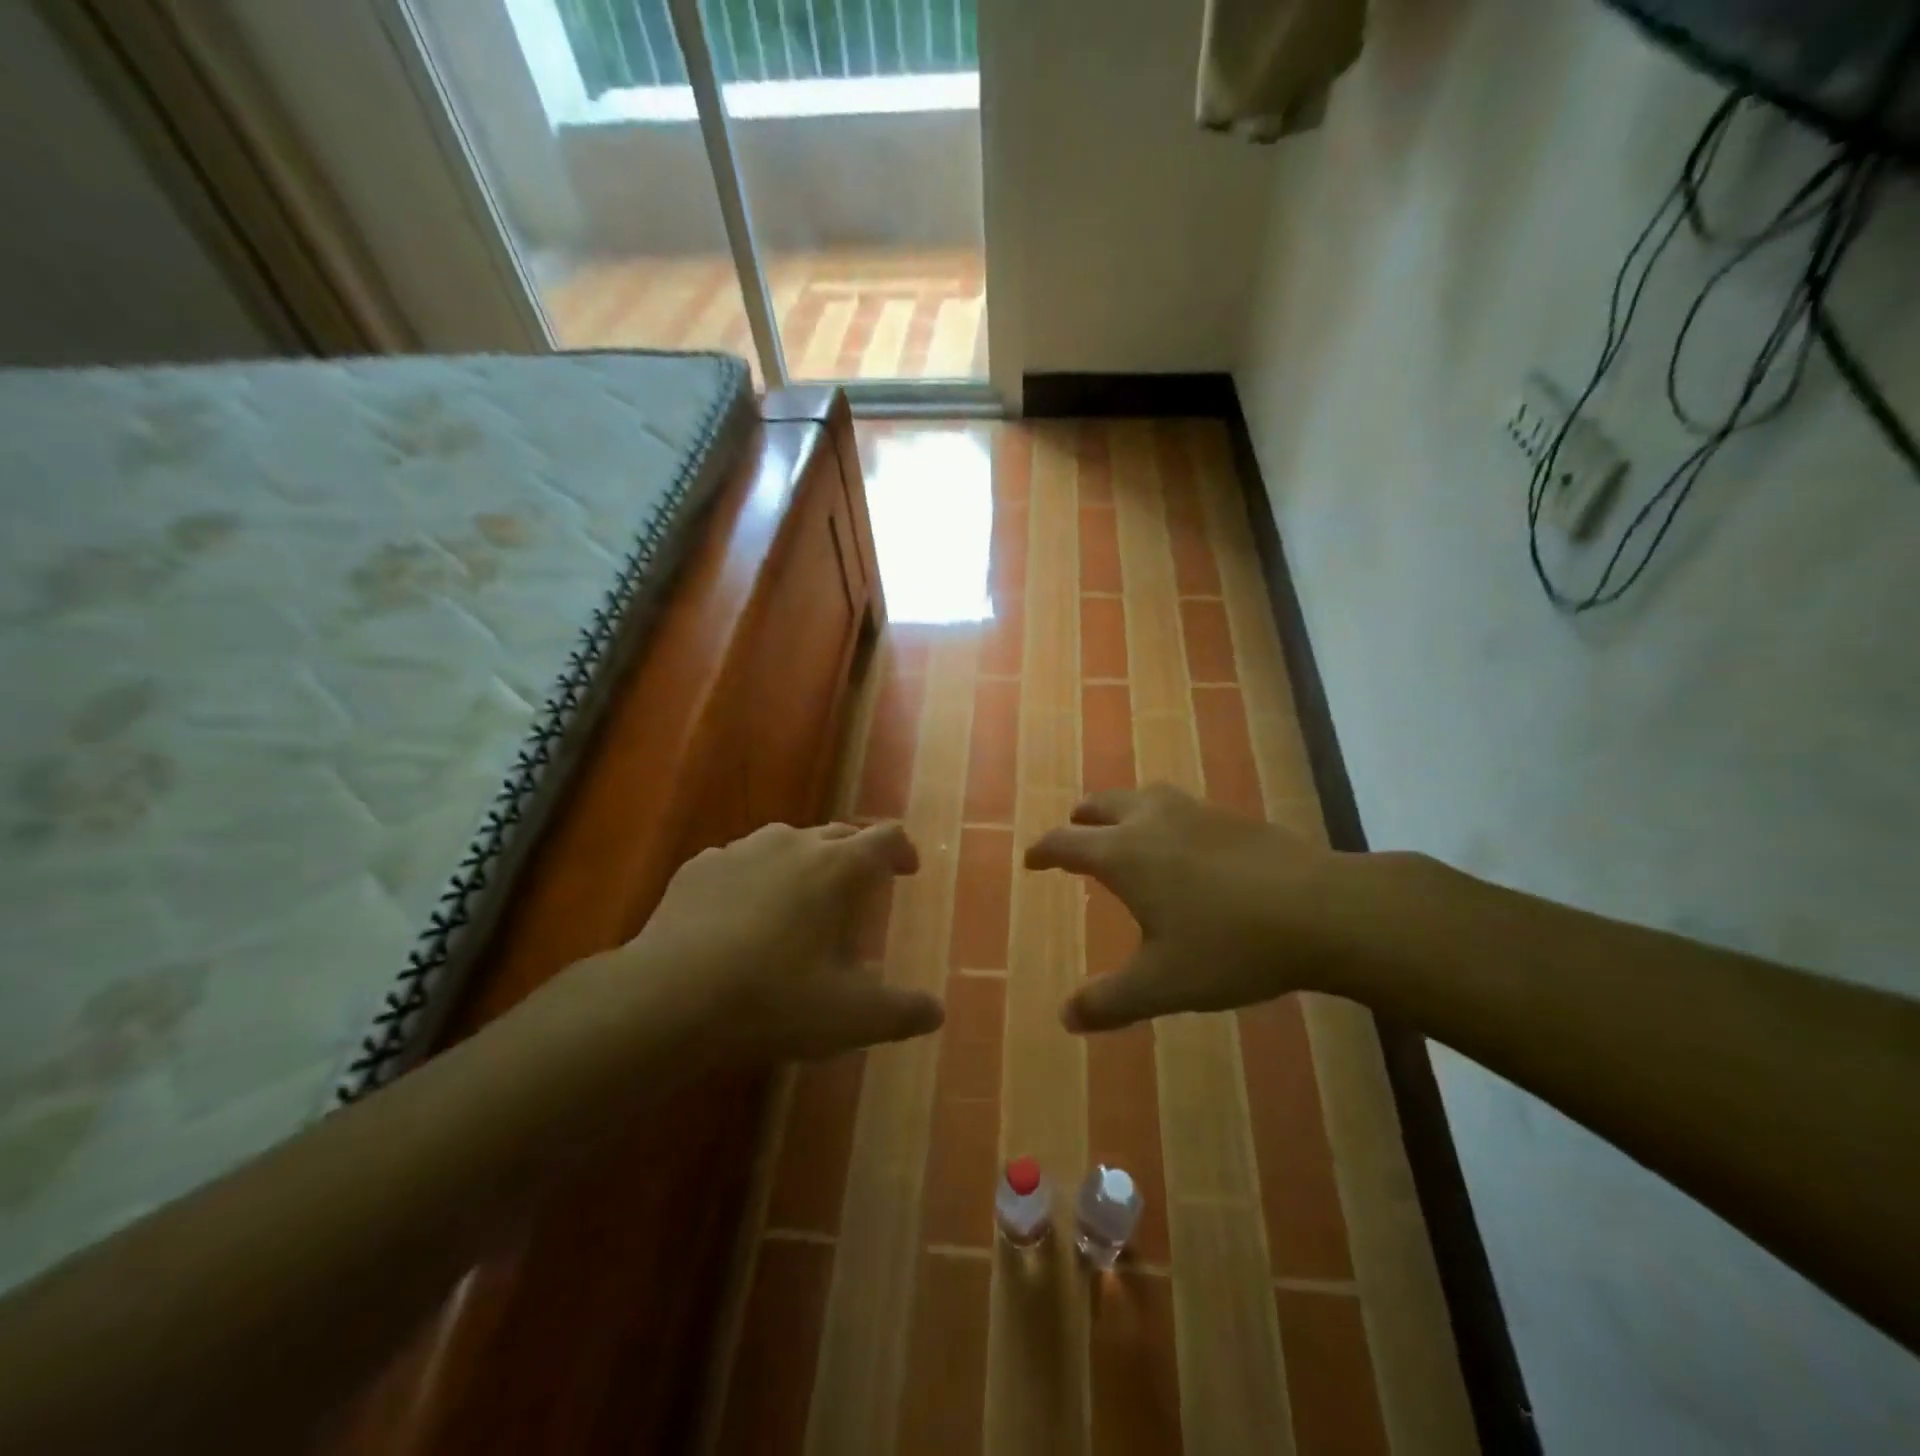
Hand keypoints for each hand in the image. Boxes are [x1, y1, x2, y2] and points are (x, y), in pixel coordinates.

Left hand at [616, 821, 942, 1062]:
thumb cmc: (773, 999)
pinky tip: (740, 912)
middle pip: (838, 833)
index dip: (902, 850)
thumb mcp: (850, 1017)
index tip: (907, 871)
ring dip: (803, 862)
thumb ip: (901, 1012)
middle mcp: (792, 843)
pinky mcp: (698, 867)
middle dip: (855, 855)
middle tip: (859, 889)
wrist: (667, 998)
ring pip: (786, 841)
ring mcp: (741, 850)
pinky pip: (739, 861)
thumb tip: (936, 1011)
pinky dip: (753, 877)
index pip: (885, 837)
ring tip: (800, 898)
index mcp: (837, 867)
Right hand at [1026, 785, 1362, 1031]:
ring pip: (1142, 796)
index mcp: (1124, 854)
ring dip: (1121, 810)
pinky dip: (1161, 817)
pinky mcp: (1232, 817)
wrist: (1321, 910)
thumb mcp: (1162, 984)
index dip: (1044, 851)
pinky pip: (1179, 806)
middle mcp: (1152, 821)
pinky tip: (1183, 844)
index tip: (1031, 860)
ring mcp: (1195, 812)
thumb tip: (1064, 1017)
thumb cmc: (1229, 946)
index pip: (1066, 842)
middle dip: (1080, 820)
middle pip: (1101, 805)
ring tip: (1123, 830)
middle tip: (1073, 833)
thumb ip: (1109, 1002)